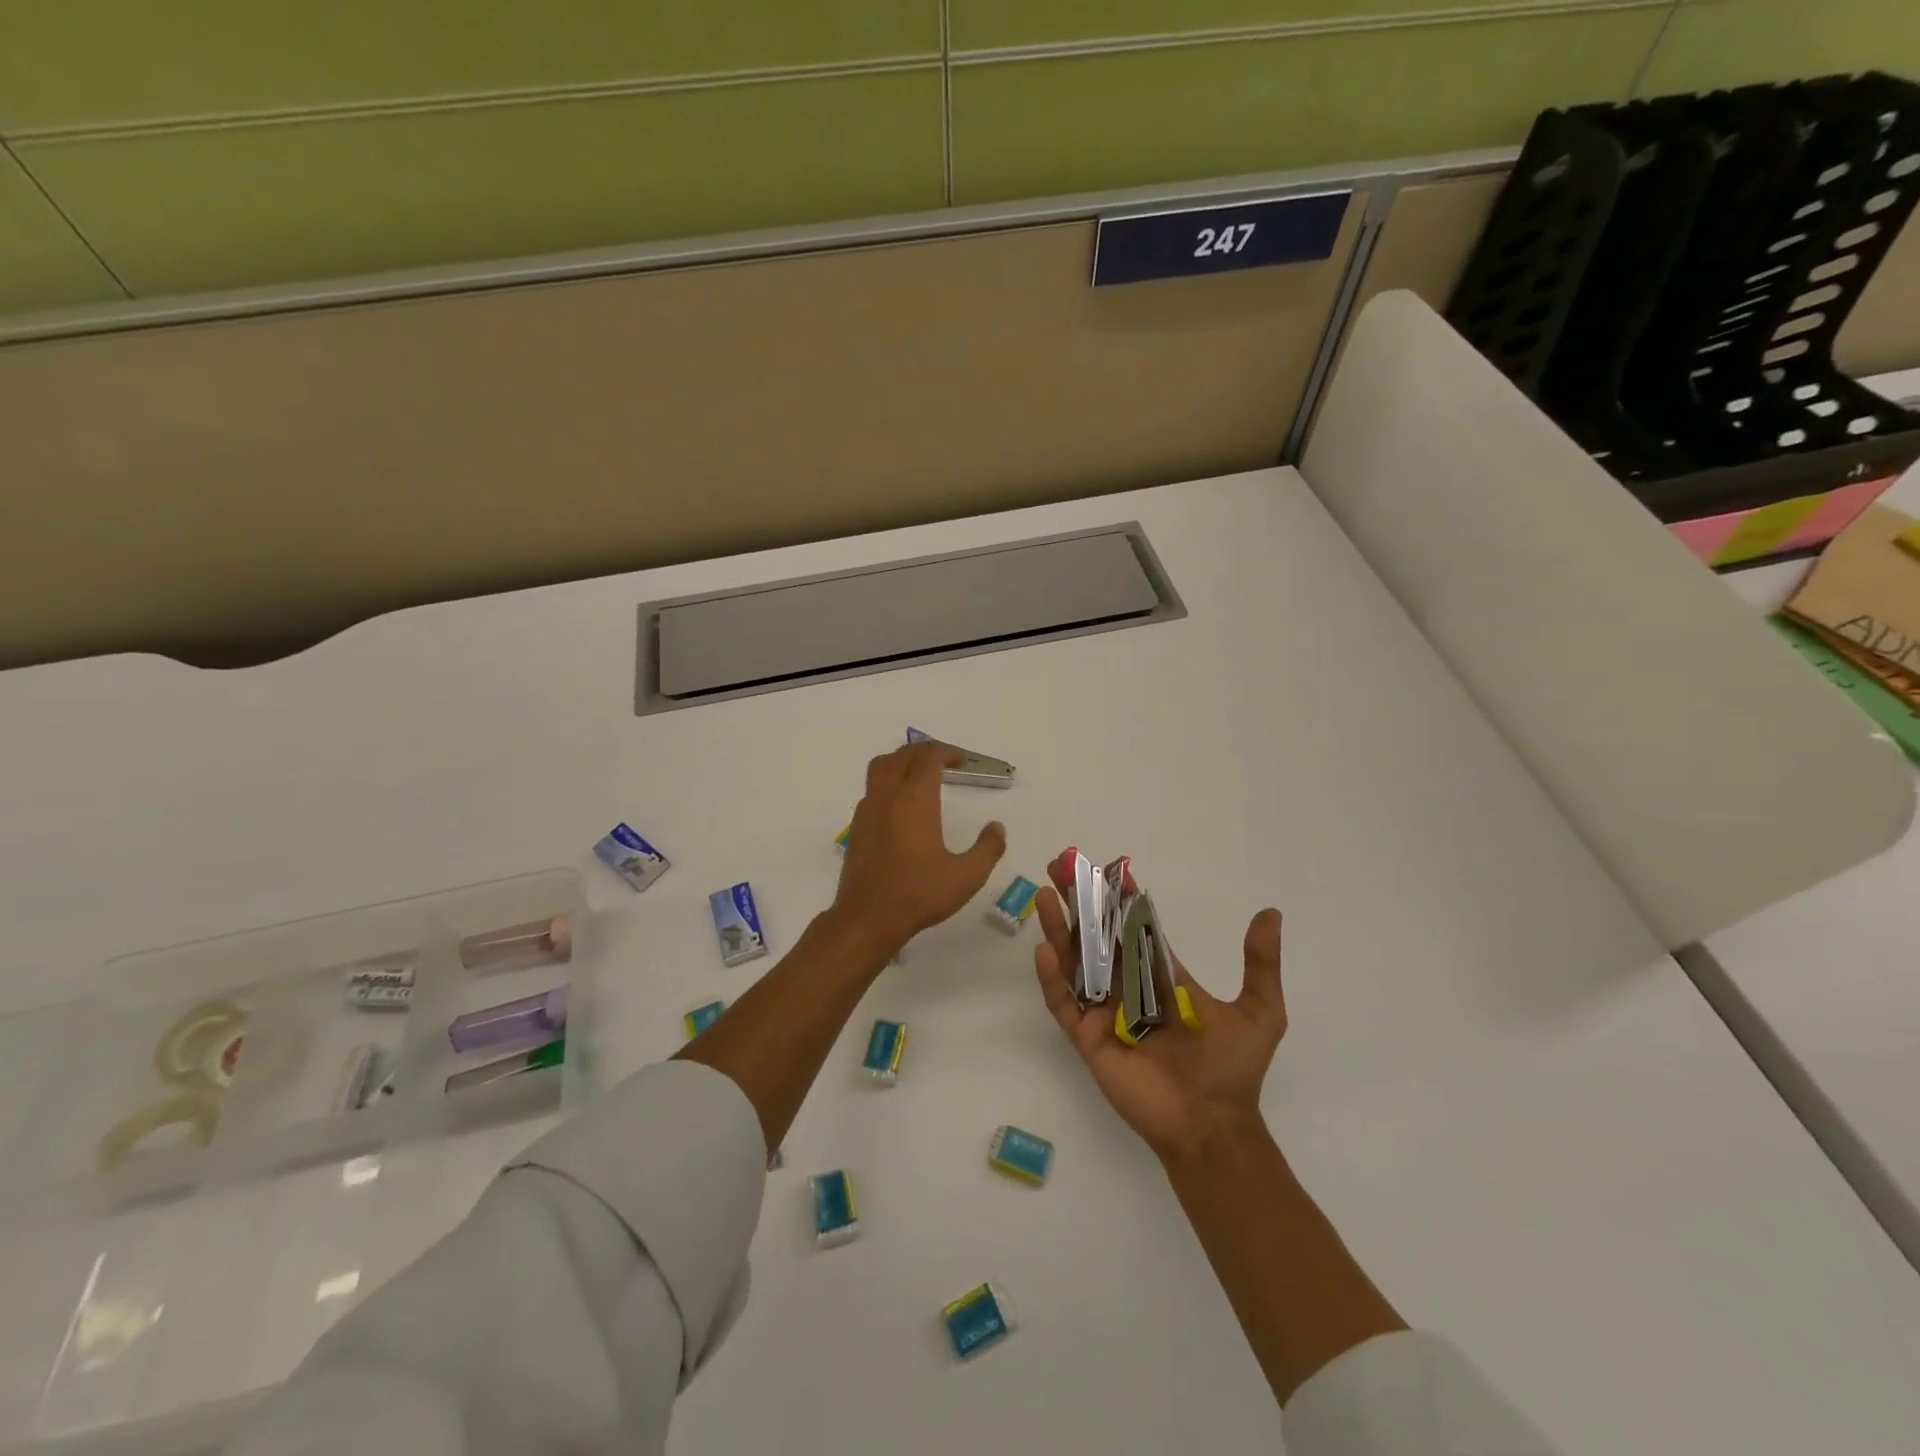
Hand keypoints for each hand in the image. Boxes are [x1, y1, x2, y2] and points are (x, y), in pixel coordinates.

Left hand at [833, 742, 1006, 953]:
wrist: (867, 919)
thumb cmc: (919, 894)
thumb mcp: (966, 876)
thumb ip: (987, 848)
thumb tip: (997, 828)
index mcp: (915, 799)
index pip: (928, 757)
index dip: (947, 752)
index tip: (963, 763)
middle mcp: (888, 796)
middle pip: (902, 755)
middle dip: (924, 751)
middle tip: (944, 763)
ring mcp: (867, 811)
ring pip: (880, 768)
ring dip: (901, 762)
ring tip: (919, 776)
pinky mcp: (857, 829)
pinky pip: (871, 790)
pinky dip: (887, 784)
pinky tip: (900, 808)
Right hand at [1033, 859, 1285, 1163]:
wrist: (1210, 1124)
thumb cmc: (1231, 1068)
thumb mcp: (1259, 1011)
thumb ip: (1260, 963)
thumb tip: (1271, 914)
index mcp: (1161, 979)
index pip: (1135, 930)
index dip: (1121, 901)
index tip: (1110, 869)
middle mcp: (1128, 989)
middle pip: (1098, 939)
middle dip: (1080, 905)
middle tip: (1061, 869)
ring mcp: (1105, 1013)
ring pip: (1075, 964)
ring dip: (1059, 930)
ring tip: (1045, 897)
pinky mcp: (1088, 1038)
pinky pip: (1064, 1004)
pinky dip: (1052, 978)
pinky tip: (1046, 950)